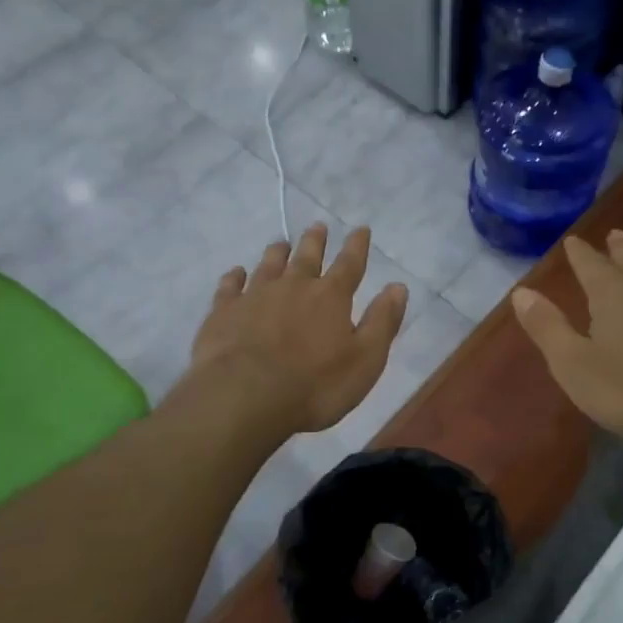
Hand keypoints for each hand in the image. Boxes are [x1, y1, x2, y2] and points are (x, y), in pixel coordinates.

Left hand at [186, 223, 409, 435]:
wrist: (245, 396)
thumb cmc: (315, 385)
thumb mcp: (366, 360)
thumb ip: (382, 322)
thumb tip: (398, 287)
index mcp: (331, 297)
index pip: (349, 264)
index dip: (357, 246)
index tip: (360, 229)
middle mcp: (294, 286)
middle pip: (307, 256)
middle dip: (315, 241)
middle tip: (318, 227)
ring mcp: (255, 296)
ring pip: (269, 264)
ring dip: (277, 253)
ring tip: (281, 243)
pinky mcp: (224, 312)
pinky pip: (230, 286)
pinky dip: (234, 277)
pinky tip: (236, 274)